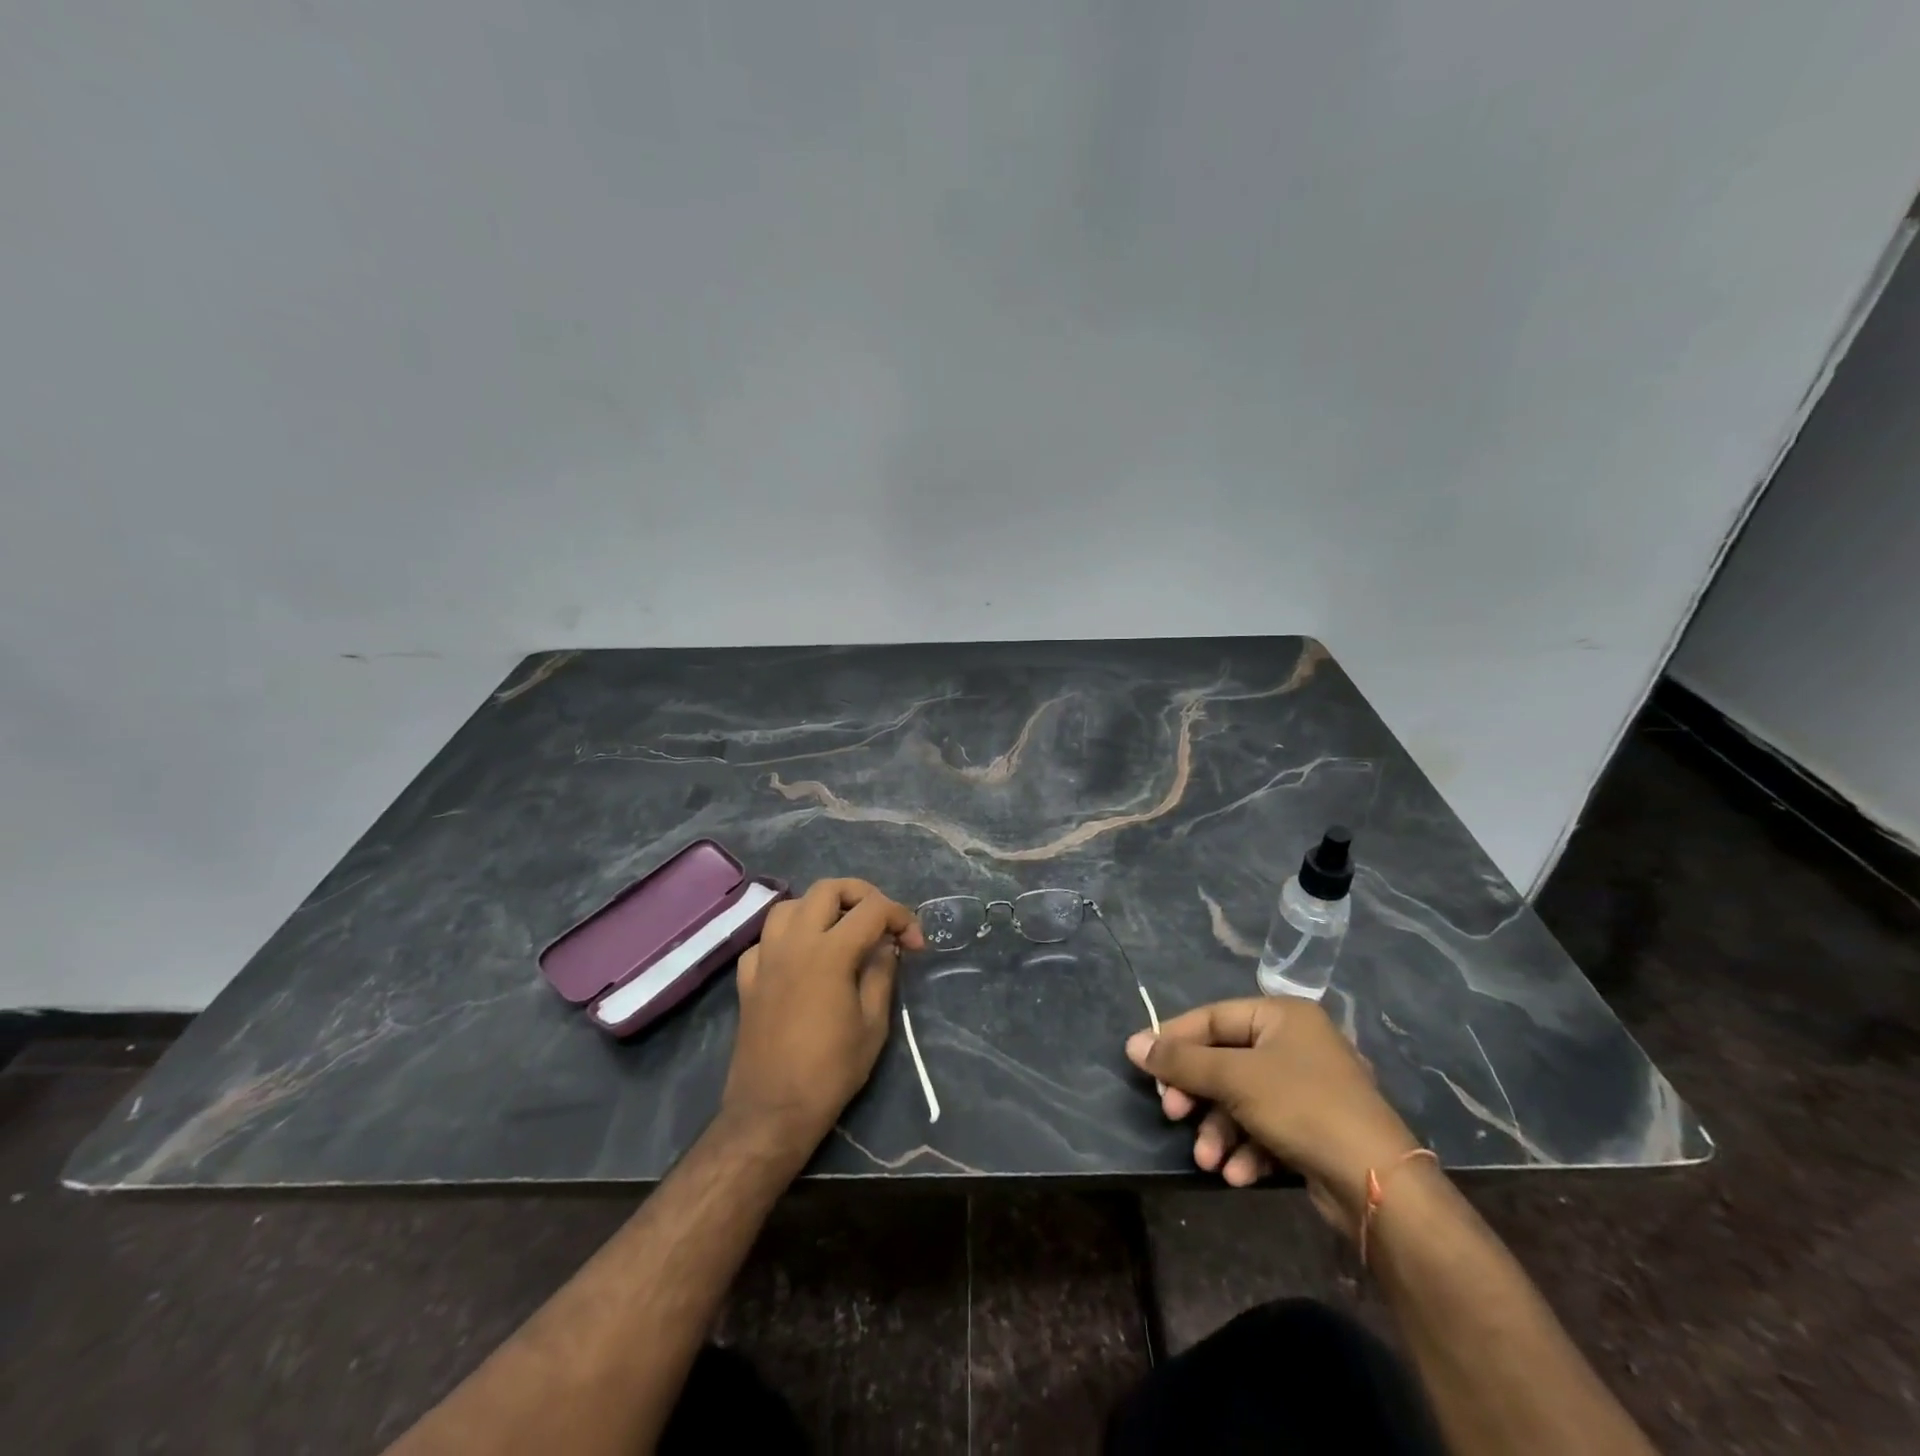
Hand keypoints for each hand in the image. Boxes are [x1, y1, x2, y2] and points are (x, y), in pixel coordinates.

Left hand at [721, 879, 924, 1151]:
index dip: (902, 917)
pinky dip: (787, 937)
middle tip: (880, 921)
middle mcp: (794, 942)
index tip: (916, 945)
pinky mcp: (747, 979)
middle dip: (861, 895)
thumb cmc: (830, 1071)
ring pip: (790, 905)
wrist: (771, 1112)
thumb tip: (887, 945)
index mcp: (830, 952)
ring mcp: (766, 958)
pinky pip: (766, 939)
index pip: (873, 909)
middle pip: (828, 889)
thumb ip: (882, 974)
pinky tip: (801, 958)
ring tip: (840, 930)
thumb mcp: (873, 1024)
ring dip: (819, 908)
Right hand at [1126, 997, 1419, 1237]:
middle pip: (1225, 1062)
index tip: (1142, 1062)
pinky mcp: (1313, 1128)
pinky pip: (1265, 1128)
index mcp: (1282, 1016)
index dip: (1175, 1039)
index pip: (1212, 1018)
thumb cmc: (1302, 1106)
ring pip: (1242, 1101)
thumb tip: (1133, 1045)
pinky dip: (1247, 1149)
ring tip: (1207, 1158)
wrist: (1378, 1183)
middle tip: (1173, 1113)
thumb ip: (1182, 1061)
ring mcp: (1307, 1088)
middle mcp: (1295, 1044)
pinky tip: (1238, 1175)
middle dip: (1198, 1095)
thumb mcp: (1234, 1078)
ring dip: (1219, 1130)